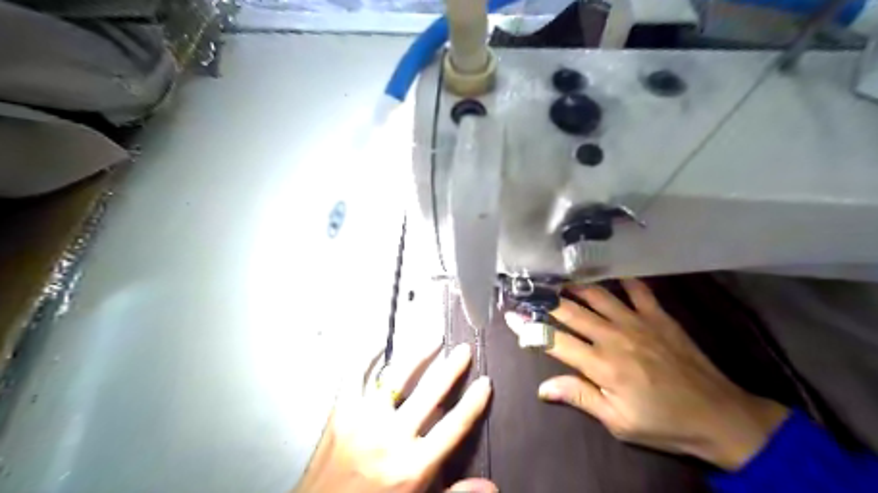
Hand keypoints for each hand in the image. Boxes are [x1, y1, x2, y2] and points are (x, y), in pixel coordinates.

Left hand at [295, 342, 496, 492]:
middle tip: (464, 349)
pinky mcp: (340, 412)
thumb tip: (493, 487)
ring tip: (433, 339)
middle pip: (430, 393)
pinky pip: (356, 375)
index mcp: (413, 466)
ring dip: (418, 355)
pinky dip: (367, 356)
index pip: (454, 426)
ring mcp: (363, 420)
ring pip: (397, 377)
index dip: (473, 402)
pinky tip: (380, 343)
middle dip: (451, 368)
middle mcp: (391, 438)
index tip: (485, 382)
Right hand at [509, 276, 788, 469]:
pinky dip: (622, 279)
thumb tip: (542, 387)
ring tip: (557, 279)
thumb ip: (580, 397)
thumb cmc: (662, 423)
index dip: (530, 327)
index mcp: (601, 365)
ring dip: (574, 286)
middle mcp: (613, 337)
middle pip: (570, 312)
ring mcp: (637, 322)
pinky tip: (609, 273)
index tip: (511, 316)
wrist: (718, 415)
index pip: (555, 340)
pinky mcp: (658, 315)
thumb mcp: (617, 422)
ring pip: (597, 295)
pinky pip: (637, 289)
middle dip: (545, 301)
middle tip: (528, 290)